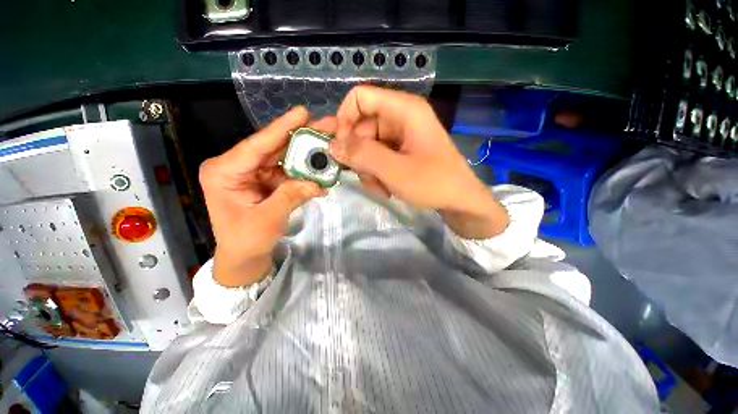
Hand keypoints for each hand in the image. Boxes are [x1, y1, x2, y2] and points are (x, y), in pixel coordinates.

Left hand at [199, 107, 335, 286]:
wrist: (244, 256)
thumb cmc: (246, 241)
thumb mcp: (267, 221)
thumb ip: (290, 198)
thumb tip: (317, 184)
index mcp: (224, 172)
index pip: (256, 145)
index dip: (282, 128)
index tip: (303, 112)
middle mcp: (238, 166)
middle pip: (273, 147)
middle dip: (301, 137)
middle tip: (326, 126)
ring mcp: (253, 172)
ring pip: (284, 157)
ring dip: (307, 154)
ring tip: (329, 145)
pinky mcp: (266, 180)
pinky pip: (288, 171)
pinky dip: (305, 172)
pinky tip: (321, 170)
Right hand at [329, 86, 508, 238]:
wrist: (460, 202)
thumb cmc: (433, 183)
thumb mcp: (394, 170)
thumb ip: (362, 155)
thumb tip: (332, 145)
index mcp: (404, 109)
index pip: (359, 98)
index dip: (344, 120)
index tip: (341, 148)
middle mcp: (401, 117)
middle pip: (361, 127)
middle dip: (359, 156)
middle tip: (365, 177)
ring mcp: (401, 136)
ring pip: (367, 147)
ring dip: (368, 170)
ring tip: (380, 188)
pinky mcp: (401, 151)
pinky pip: (377, 158)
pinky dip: (376, 174)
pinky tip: (386, 189)